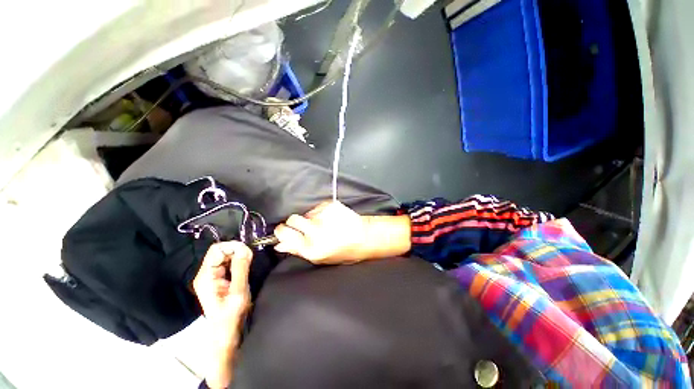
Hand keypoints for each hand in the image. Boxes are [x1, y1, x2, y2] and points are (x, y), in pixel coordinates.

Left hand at [192, 242, 251, 388]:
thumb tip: (245, 248)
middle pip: (220, 251)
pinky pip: (228, 262)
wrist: (226, 333)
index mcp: (206, 276)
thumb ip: (241, 269)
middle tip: (250, 258)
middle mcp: (206, 274)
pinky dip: (238, 261)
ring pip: (225, 256)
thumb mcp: (238, 292)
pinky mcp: (218, 279)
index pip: (216, 249)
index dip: (233, 247)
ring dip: (238, 256)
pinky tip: (244, 267)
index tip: (247, 252)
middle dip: (236, 250)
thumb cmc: (231, 316)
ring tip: (248, 263)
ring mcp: (211, 276)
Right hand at [274, 201, 367, 263]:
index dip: (282, 230)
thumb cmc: (342, 251)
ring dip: (312, 218)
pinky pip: (318, 207)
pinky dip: (322, 212)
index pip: (284, 232)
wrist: (364, 237)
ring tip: (326, 225)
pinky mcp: (331, 205)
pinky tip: (333, 219)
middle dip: (296, 222)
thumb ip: (298, 250)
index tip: (284, 229)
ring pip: (307, 213)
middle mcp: (316, 231)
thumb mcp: (319, 258)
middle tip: (307, 227)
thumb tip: (279, 245)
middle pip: (293, 219)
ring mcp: (324, 216)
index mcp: (311, 247)